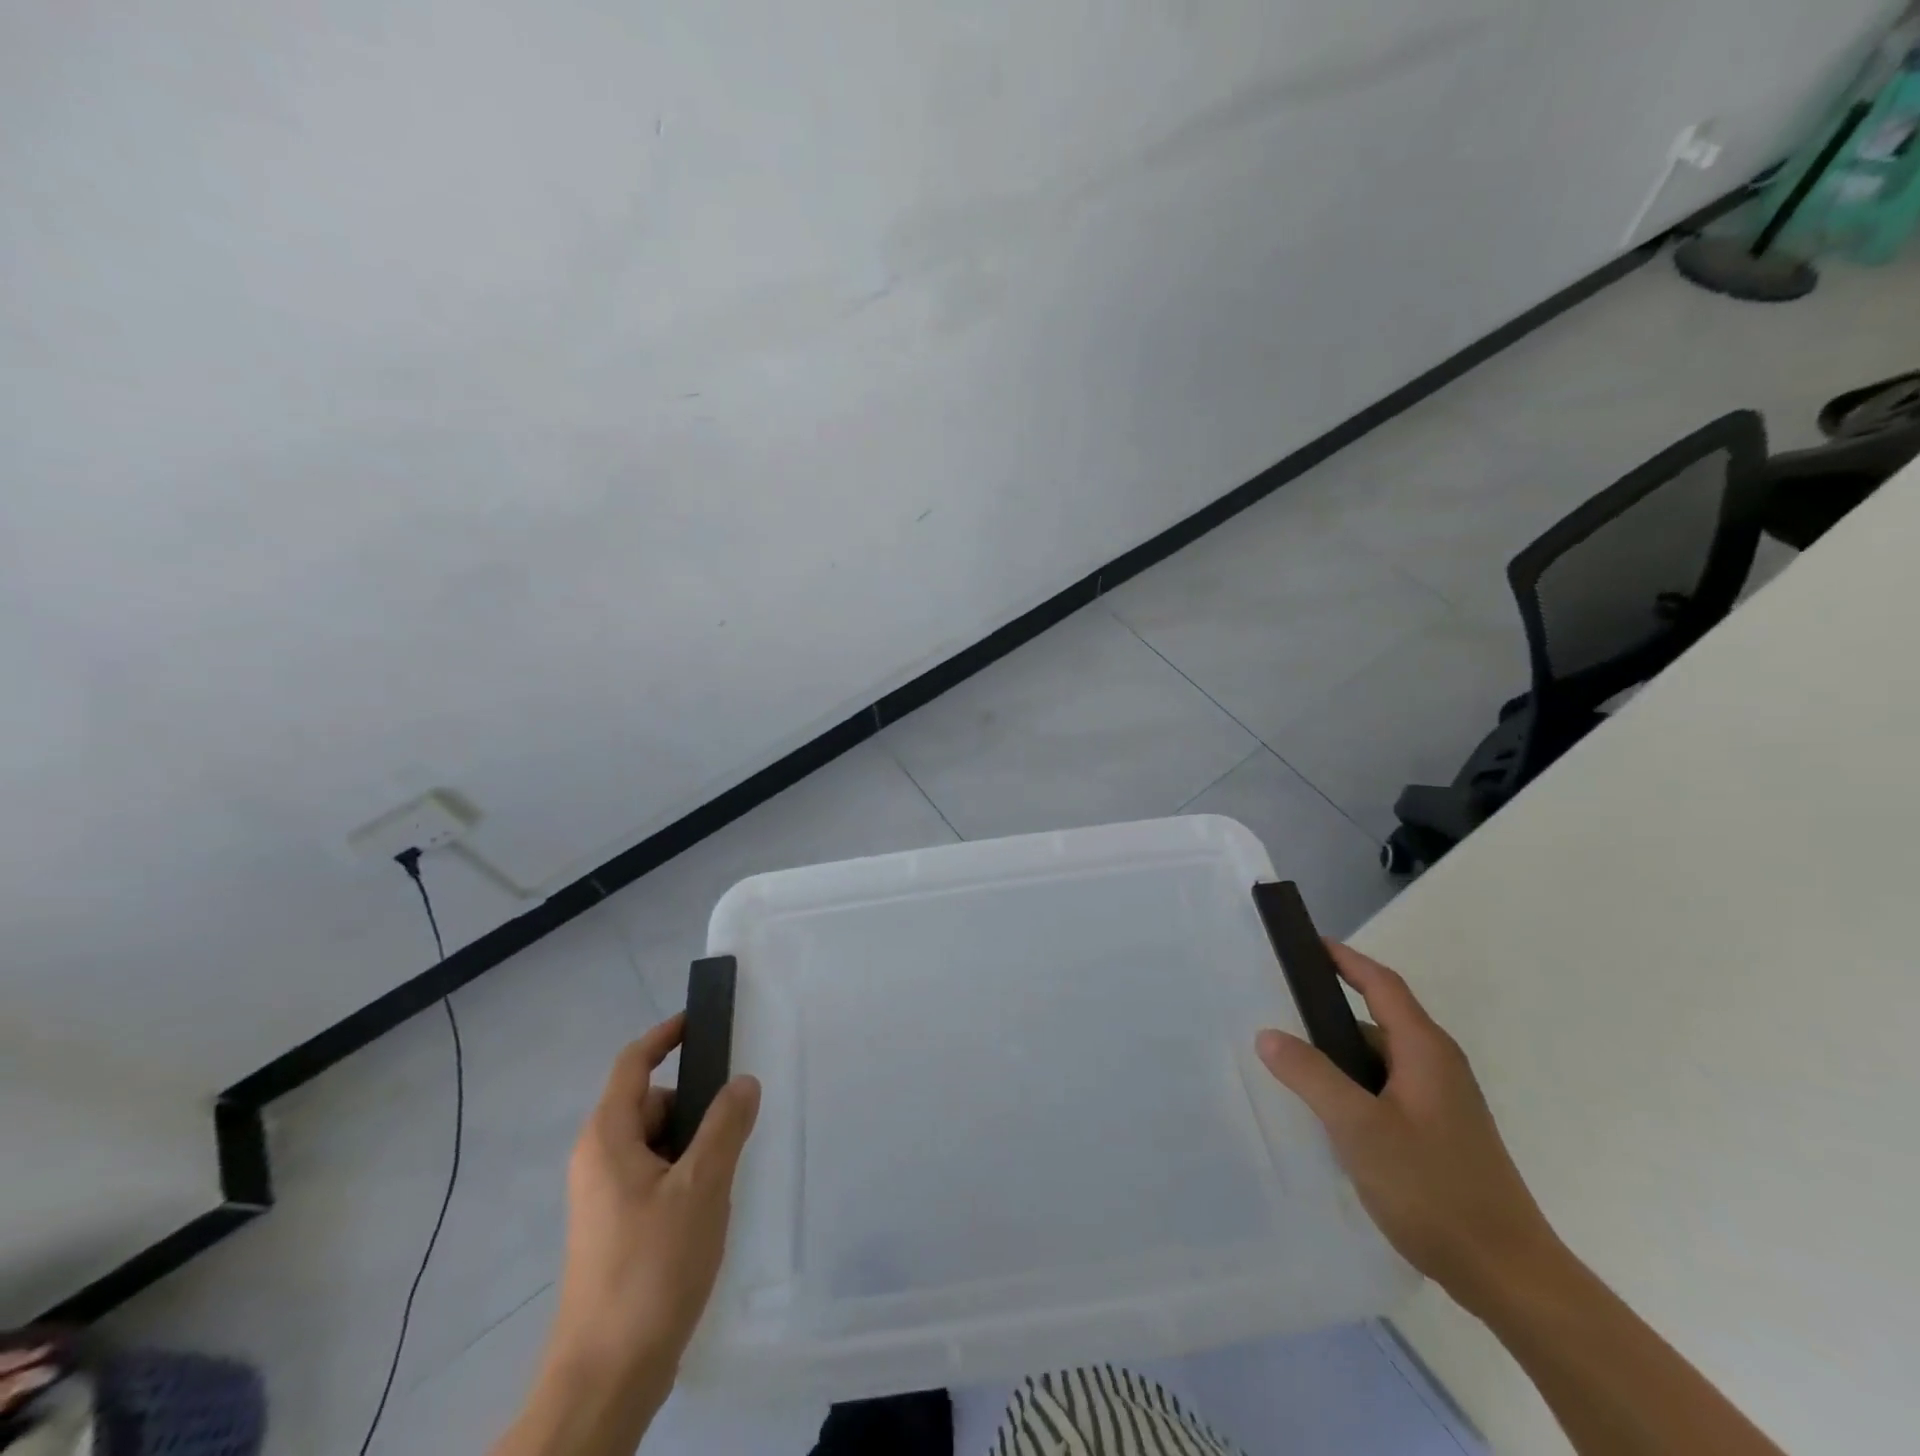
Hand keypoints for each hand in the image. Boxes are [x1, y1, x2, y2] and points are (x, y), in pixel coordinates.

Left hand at [543, 1014, 760, 1400]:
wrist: (607, 1377)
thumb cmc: (651, 1268)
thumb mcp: (702, 1186)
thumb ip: (726, 1125)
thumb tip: (743, 1081)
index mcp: (607, 1138)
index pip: (633, 1063)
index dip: (665, 1034)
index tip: (701, 1020)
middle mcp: (598, 1159)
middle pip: (650, 1103)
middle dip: (694, 1102)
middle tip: (737, 1119)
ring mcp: (604, 1197)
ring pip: (656, 1143)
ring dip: (694, 1143)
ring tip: (729, 1171)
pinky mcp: (615, 1228)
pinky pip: (655, 1176)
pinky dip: (684, 1173)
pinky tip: (711, 1206)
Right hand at [1255, 942, 1560, 1312]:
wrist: (1510, 1276)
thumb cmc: (1434, 1189)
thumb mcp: (1359, 1128)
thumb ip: (1311, 1075)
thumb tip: (1267, 1033)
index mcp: (1425, 1050)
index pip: (1381, 983)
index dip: (1344, 958)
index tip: (1305, 943)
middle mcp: (1438, 1066)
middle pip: (1378, 1018)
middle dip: (1329, 1010)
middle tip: (1278, 1009)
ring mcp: (1443, 1101)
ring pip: (1380, 1059)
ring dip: (1339, 1054)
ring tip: (1291, 1063)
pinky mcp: (1440, 1133)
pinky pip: (1386, 1088)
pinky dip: (1353, 1085)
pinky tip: (1328, 1112)